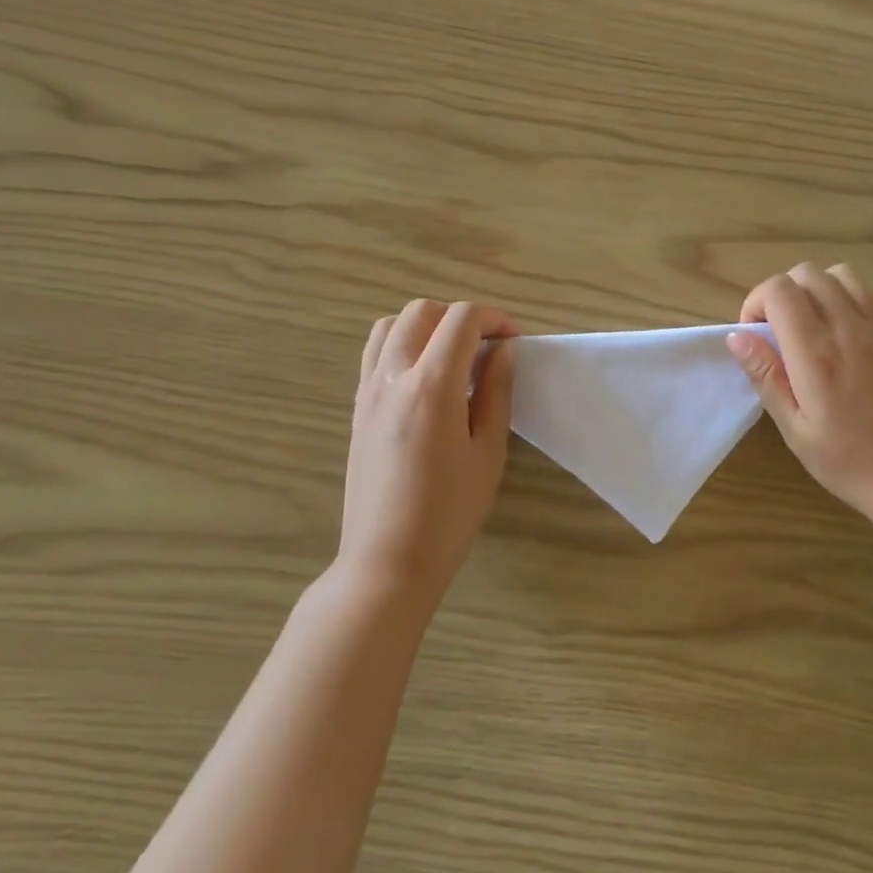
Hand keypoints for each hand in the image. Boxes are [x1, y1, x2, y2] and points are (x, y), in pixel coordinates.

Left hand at [340, 299, 517, 598]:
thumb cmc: (450, 512)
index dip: (495, 319)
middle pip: (423, 312)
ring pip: (391, 326)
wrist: (388, 559)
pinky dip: (402, 346)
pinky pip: (374, 353)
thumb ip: (497, 392)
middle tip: (488, 348)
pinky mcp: (357, 408)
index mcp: (432, 385)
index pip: (462, 319)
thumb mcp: (488, 451)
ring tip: (453, 358)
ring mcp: (367, 390)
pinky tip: (425, 380)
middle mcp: (392, 375)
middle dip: (460, 318)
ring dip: (427, 327)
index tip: (515, 342)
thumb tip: (504, 351)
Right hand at [727, 263, 872, 534]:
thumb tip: (737, 336)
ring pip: (838, 274)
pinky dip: (843, 297)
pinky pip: (866, 293)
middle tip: (777, 333)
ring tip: (808, 326)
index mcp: (816, 354)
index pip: (779, 290)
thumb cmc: (849, 462)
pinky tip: (839, 334)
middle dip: (780, 293)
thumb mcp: (795, 429)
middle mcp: (848, 329)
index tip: (754, 336)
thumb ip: (766, 376)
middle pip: (806, 273)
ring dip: (814, 290)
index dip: (756, 303)